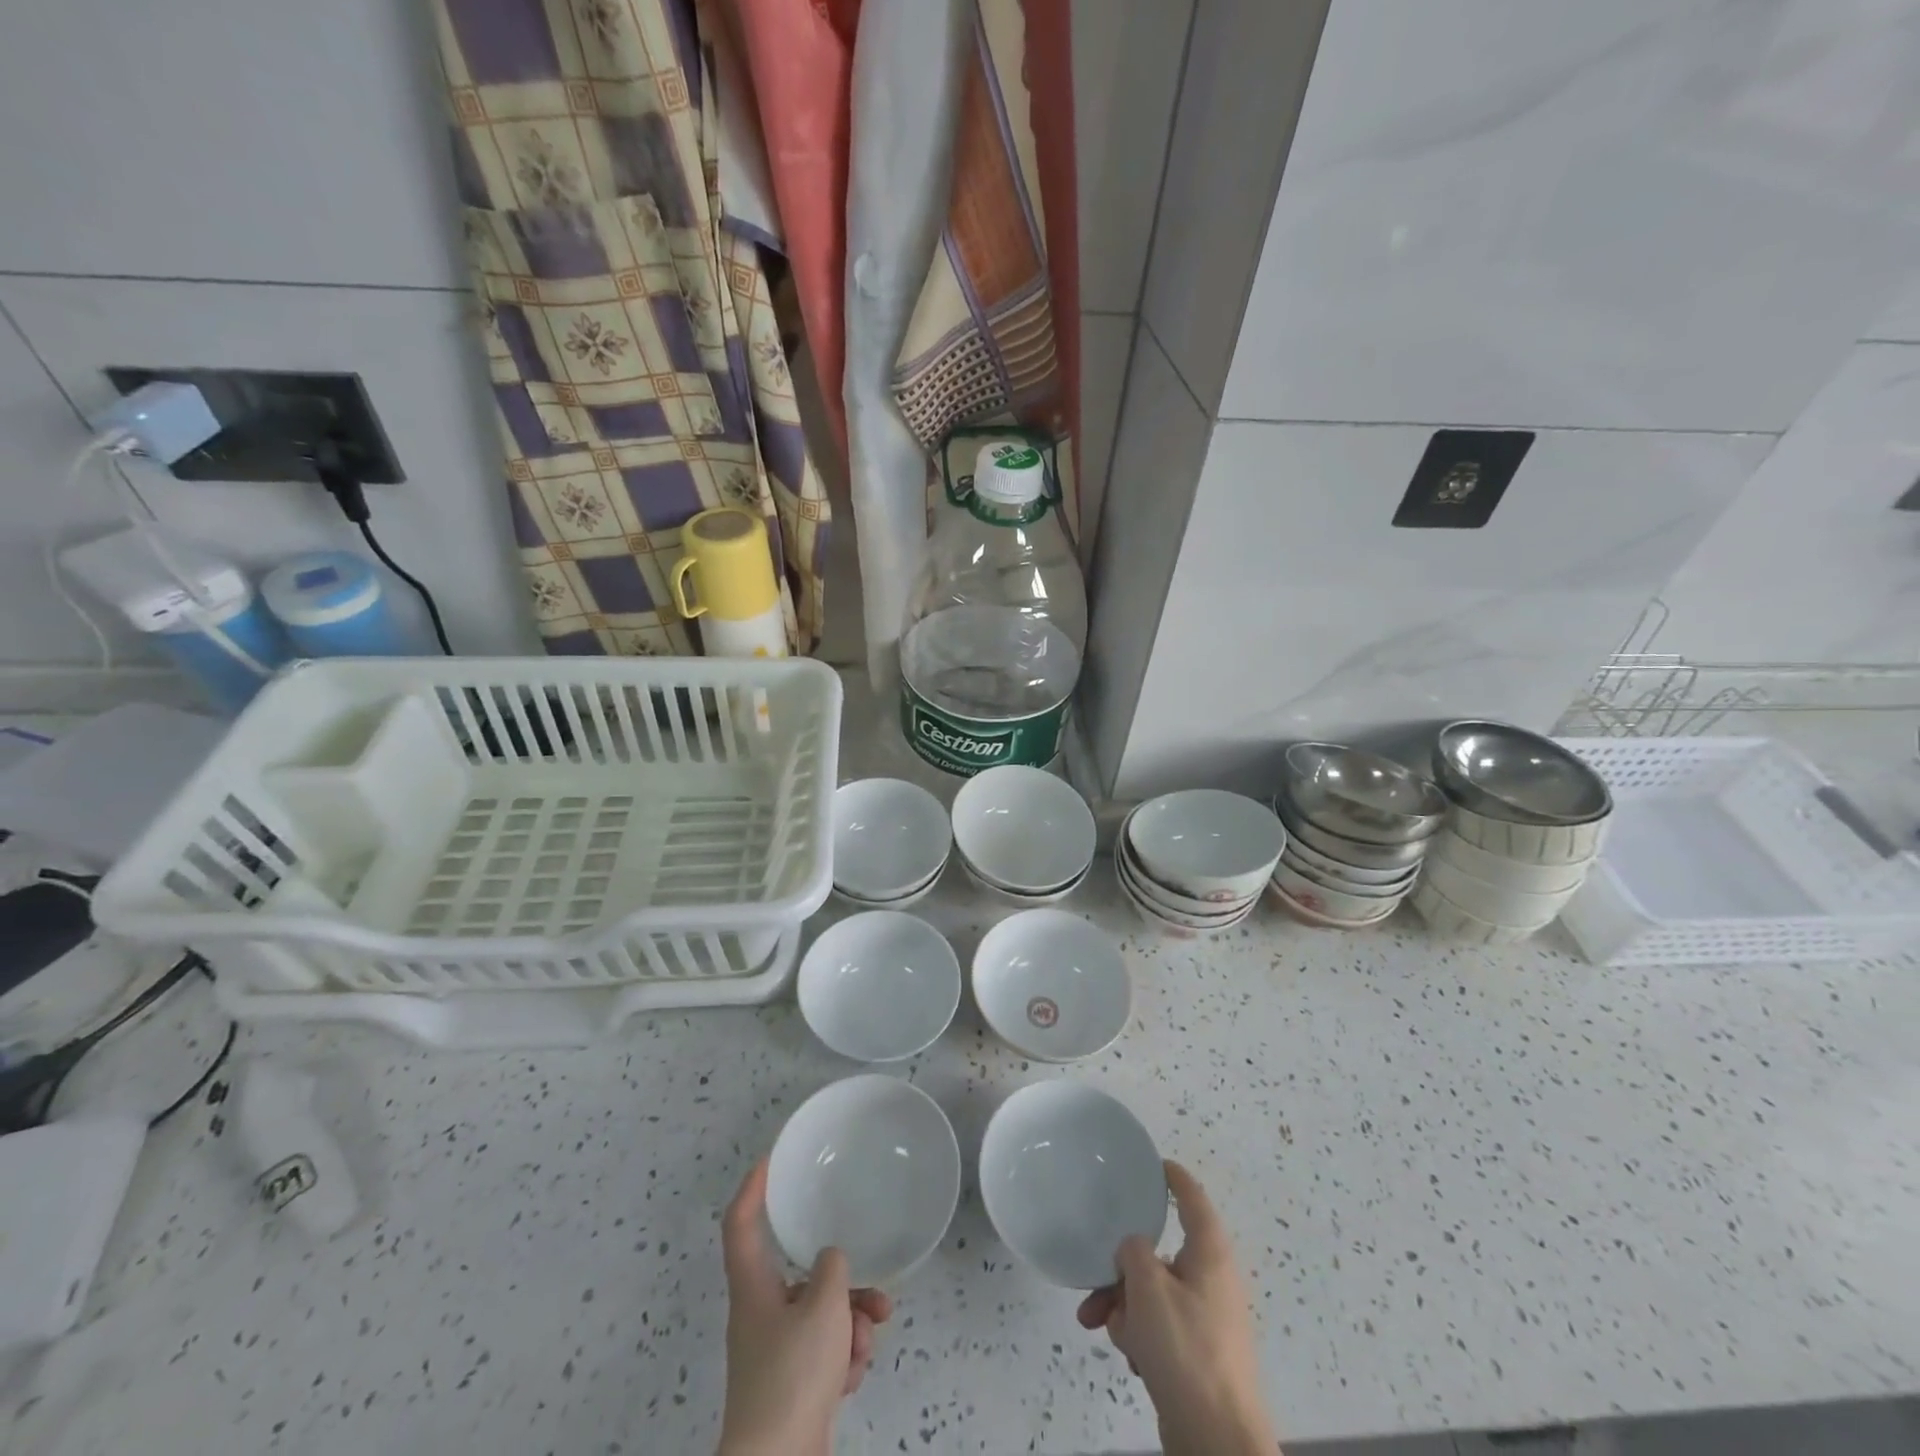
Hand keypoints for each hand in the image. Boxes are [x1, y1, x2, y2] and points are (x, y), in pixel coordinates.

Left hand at [717, 1160, 892, 1455]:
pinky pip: (824, 1352)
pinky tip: (853, 1375)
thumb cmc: (793, 1373)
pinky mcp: (793, 1385)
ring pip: (821, 1315)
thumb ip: (832, 1269)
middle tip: (875, 1289)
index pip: (741, 1223)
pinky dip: (843, 1358)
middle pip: (801, 1277)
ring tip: (866, 1342)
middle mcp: (760, 1314)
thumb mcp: (823, 1306)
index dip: (753, 1188)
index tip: (772, 1159)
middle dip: (843, 1283)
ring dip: (851, 1324)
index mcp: (753, 1287)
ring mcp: (776, 1352)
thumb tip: (831, 1261)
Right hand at [1076, 1161, 1277, 1455]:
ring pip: (1153, 1292)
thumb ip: (1133, 1252)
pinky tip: (1130, 1357)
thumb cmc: (1185, 1349)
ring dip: (1123, 1305)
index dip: (1174, 1178)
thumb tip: (1133, 1249)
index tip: (1153, 1164)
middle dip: (1121, 1269)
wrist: (1217, 1442)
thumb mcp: (1148, 1287)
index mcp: (1209, 1253)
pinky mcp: (1197, 1355)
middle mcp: (1211, 1280)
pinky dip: (1140, 1334)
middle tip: (1094, 1282)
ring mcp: (1206, 1319)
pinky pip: (1160, 1327)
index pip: (1193, 1199)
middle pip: (1159, 1254)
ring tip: (1100, 1326)